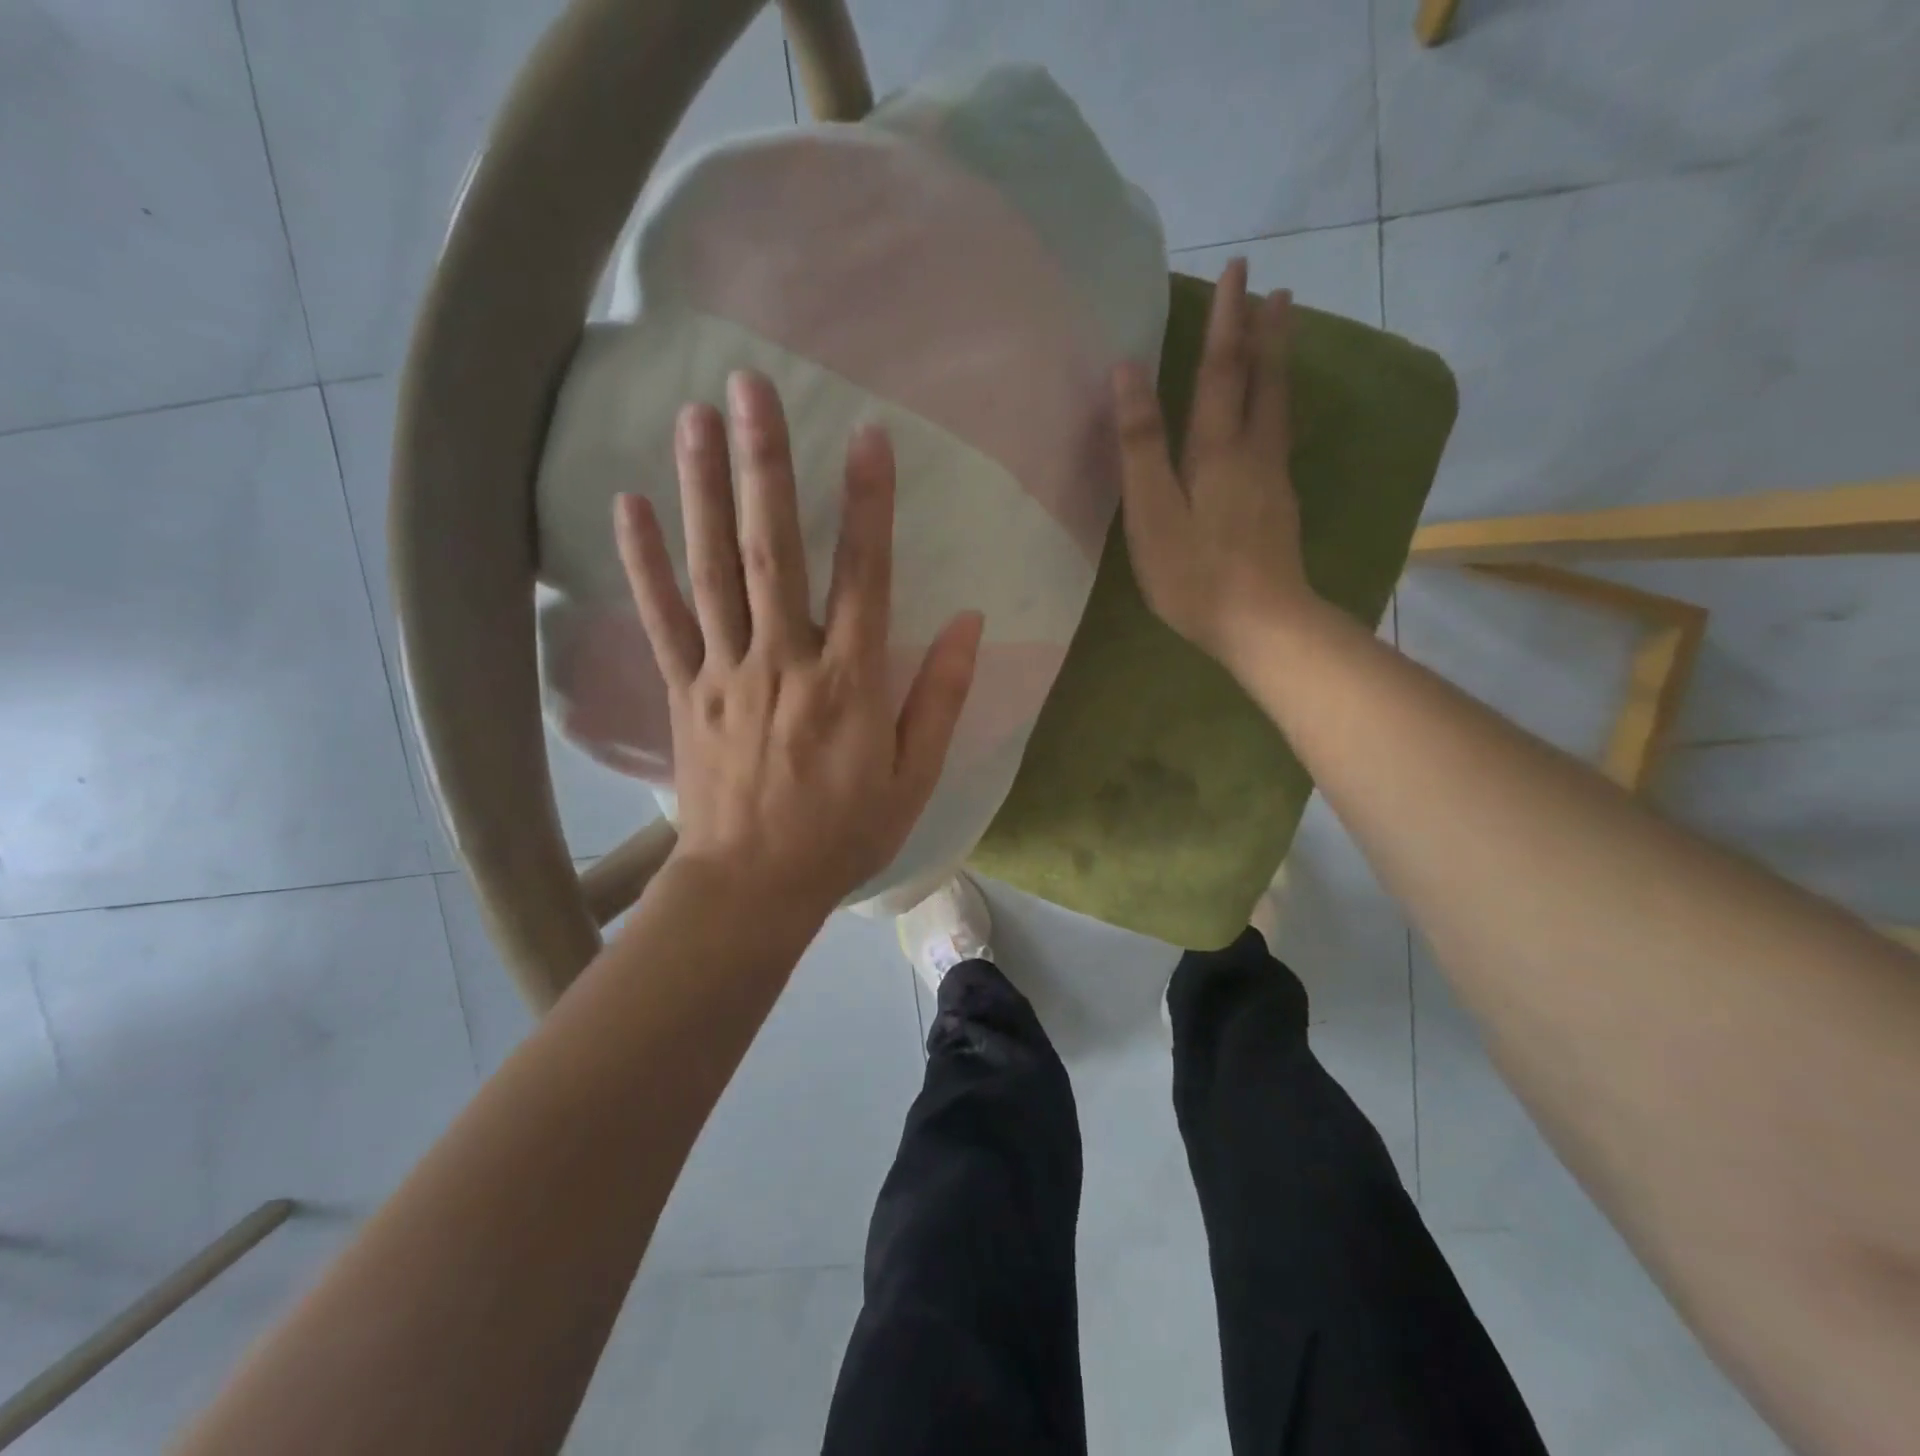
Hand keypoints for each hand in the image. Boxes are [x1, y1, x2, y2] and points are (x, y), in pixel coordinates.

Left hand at [614, 371, 982, 917]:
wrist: (752, 887)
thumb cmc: (843, 833)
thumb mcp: (913, 776)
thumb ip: (940, 696)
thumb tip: (969, 622)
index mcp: (849, 683)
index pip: (864, 577)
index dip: (868, 505)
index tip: (867, 436)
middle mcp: (784, 661)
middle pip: (772, 552)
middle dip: (764, 466)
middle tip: (750, 387)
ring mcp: (725, 673)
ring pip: (712, 571)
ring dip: (701, 491)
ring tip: (693, 417)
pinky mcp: (685, 692)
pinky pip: (661, 620)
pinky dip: (642, 563)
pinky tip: (627, 505)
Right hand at [1113, 258, 1316, 670]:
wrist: (1263, 624)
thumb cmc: (1195, 573)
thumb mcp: (1153, 512)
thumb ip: (1141, 445)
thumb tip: (1128, 372)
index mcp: (1217, 450)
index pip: (1222, 370)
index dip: (1227, 320)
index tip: (1238, 269)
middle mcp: (1254, 453)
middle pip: (1263, 381)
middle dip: (1265, 332)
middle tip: (1275, 289)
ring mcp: (1273, 481)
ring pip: (1279, 407)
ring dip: (1279, 364)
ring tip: (1284, 332)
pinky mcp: (1280, 507)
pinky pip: (1280, 437)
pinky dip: (1278, 405)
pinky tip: (1275, 414)